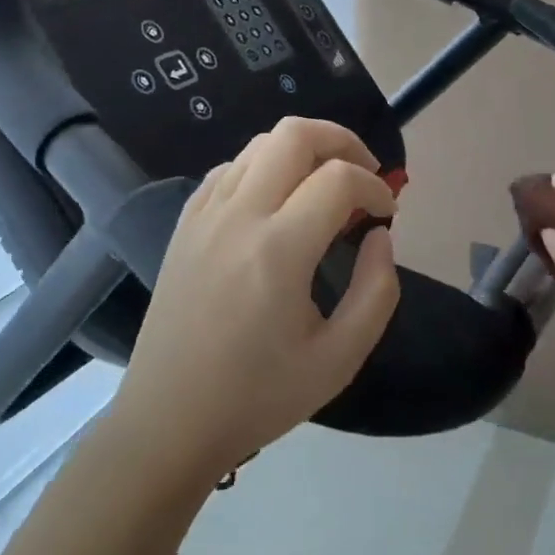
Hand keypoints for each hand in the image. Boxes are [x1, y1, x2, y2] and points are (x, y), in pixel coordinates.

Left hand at [110, 117, 399, 487]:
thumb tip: (380, 236)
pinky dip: (265, 167)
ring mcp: (204, 214)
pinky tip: (278, 204)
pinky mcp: (185, 223)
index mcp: (277, 251)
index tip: (386, 216)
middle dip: (342, 141)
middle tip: (364, 175)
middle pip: (294, 133)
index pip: (338, 179)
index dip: (375, 187)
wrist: (168, 421)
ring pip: (260, 143)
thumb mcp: (339, 360)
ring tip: (325, 187)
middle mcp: (237, 216)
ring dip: (303, 151)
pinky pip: (231, 168)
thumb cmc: (258, 397)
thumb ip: (377, 292)